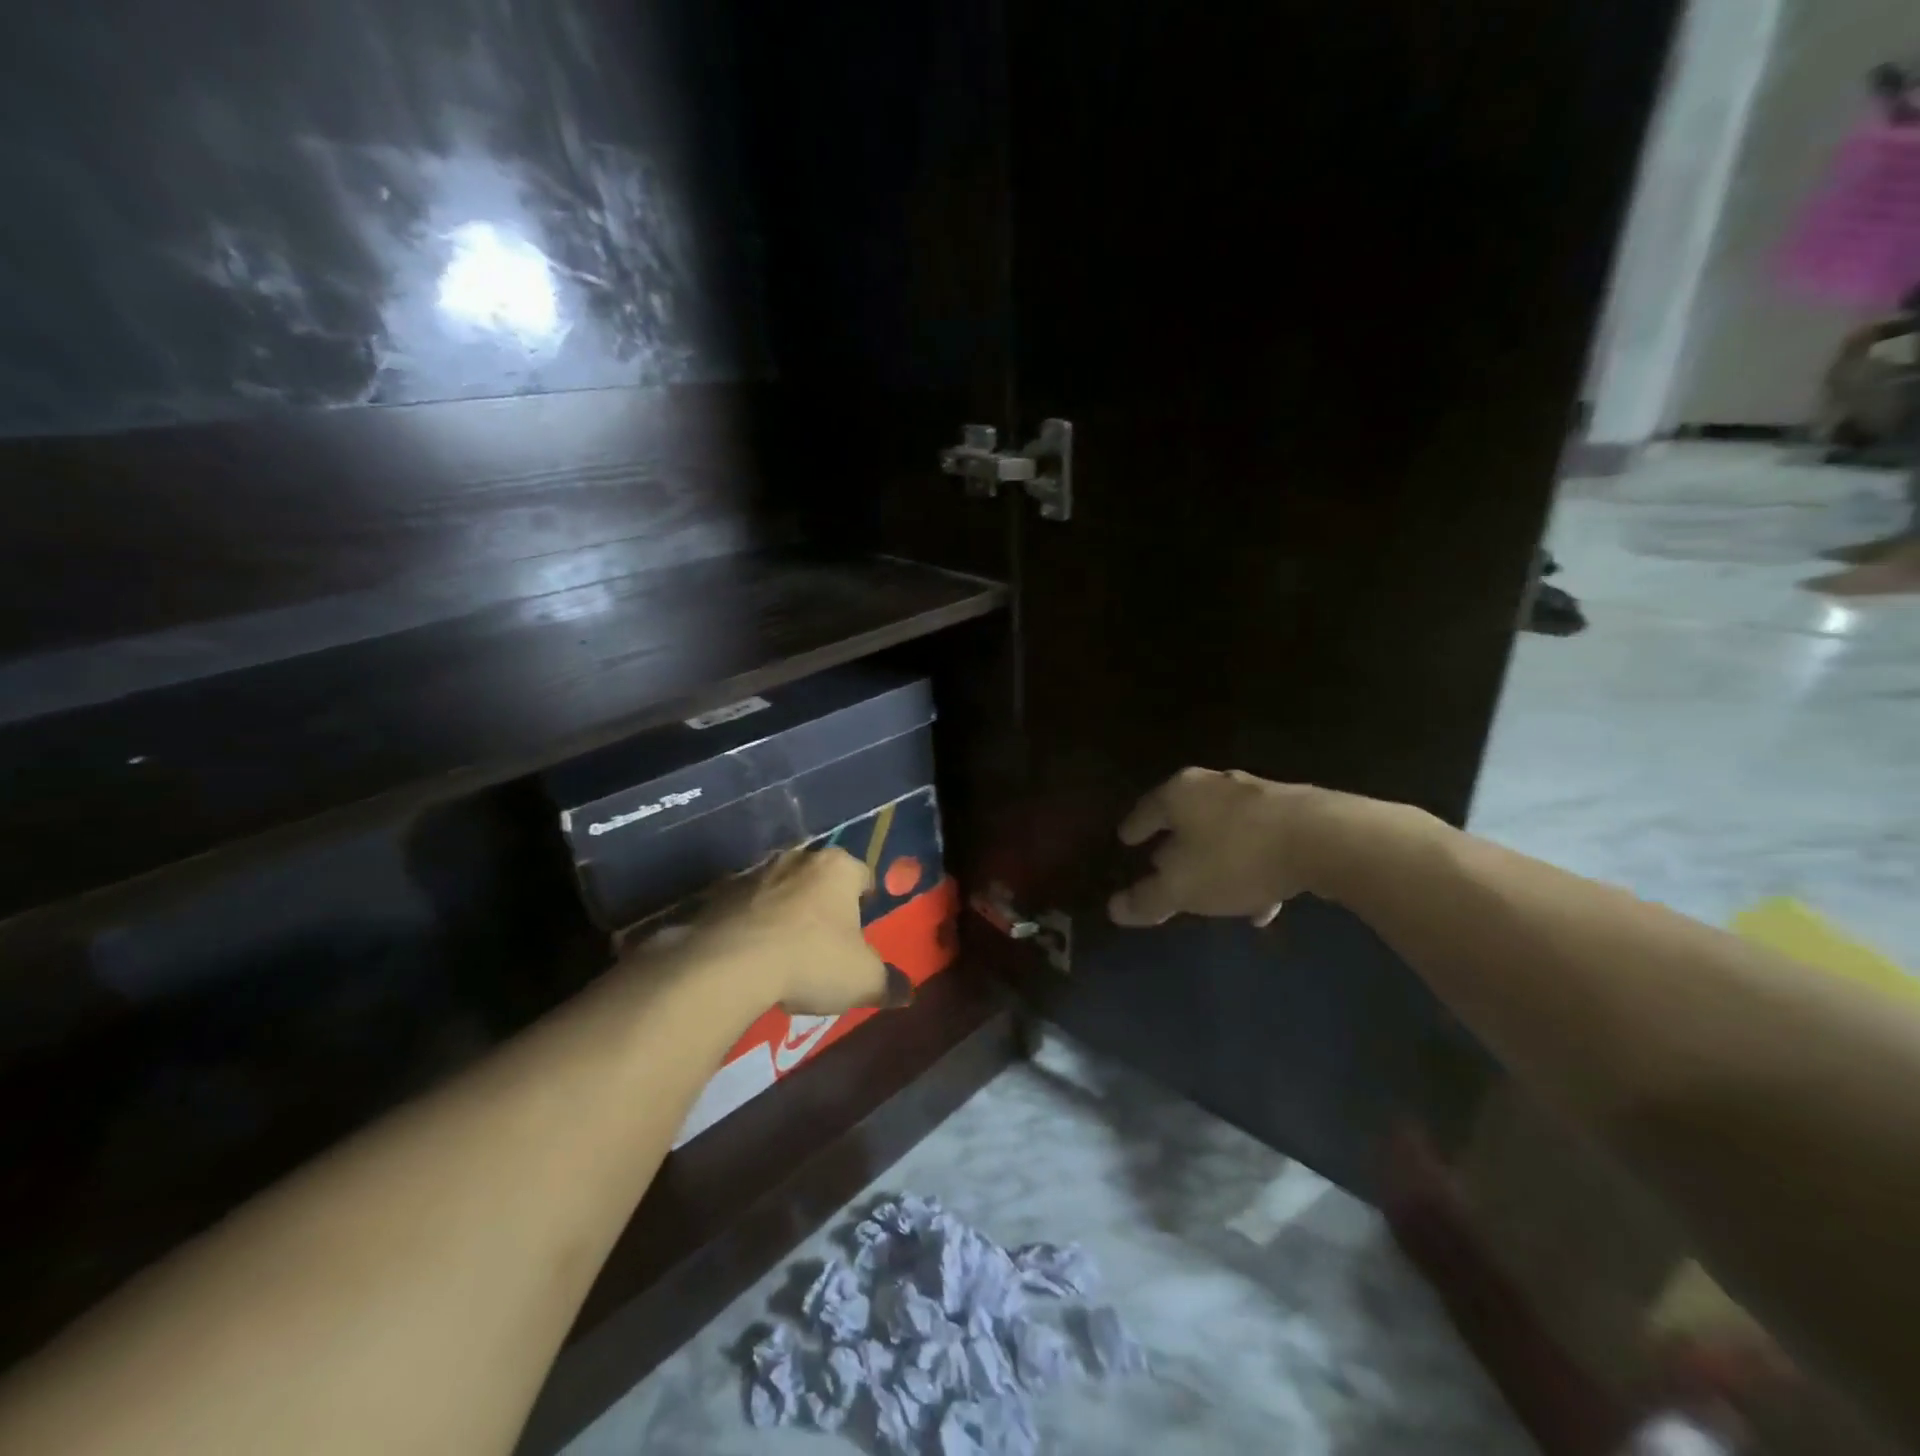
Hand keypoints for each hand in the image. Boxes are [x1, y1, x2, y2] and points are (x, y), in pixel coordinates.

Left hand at [678, 848, 909, 1014]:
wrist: (731, 965)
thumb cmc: (812, 960)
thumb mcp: (863, 980)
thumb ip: (889, 983)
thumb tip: (908, 993)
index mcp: (838, 868)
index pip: (862, 875)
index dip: (865, 901)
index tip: (861, 929)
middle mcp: (799, 859)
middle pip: (820, 878)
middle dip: (824, 903)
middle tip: (826, 940)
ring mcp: (756, 873)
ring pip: (782, 889)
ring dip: (786, 912)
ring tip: (786, 951)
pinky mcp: (721, 894)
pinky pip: (746, 907)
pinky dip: (752, 924)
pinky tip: (753, 956)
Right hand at [1108, 768, 1319, 926]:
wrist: (1326, 840)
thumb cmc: (1236, 858)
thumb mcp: (1182, 887)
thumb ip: (1147, 899)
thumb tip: (1115, 909)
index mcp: (1181, 793)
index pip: (1146, 810)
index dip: (1134, 828)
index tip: (1125, 840)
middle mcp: (1217, 785)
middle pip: (1188, 815)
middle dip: (1177, 841)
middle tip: (1165, 863)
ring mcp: (1260, 795)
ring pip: (1228, 830)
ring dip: (1219, 859)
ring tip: (1215, 892)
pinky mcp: (1298, 812)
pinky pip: (1262, 842)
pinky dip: (1254, 869)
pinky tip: (1261, 903)